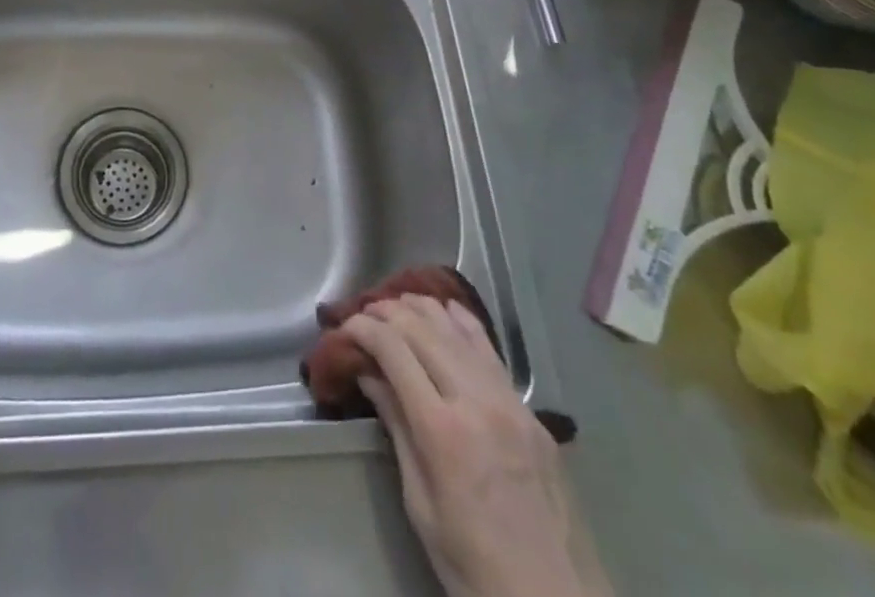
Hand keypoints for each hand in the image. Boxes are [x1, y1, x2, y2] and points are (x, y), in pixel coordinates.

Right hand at [344, 295, 611, 596]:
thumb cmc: (474, 568)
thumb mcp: (421, 506)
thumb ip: (397, 430)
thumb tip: (370, 376)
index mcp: (442, 431)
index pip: (393, 350)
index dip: (363, 329)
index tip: (343, 329)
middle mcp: (476, 401)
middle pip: (422, 329)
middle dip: (386, 312)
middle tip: (362, 314)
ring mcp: (509, 401)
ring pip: (456, 329)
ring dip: (421, 309)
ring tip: (395, 305)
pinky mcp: (530, 410)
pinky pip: (489, 350)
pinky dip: (462, 322)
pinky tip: (445, 309)